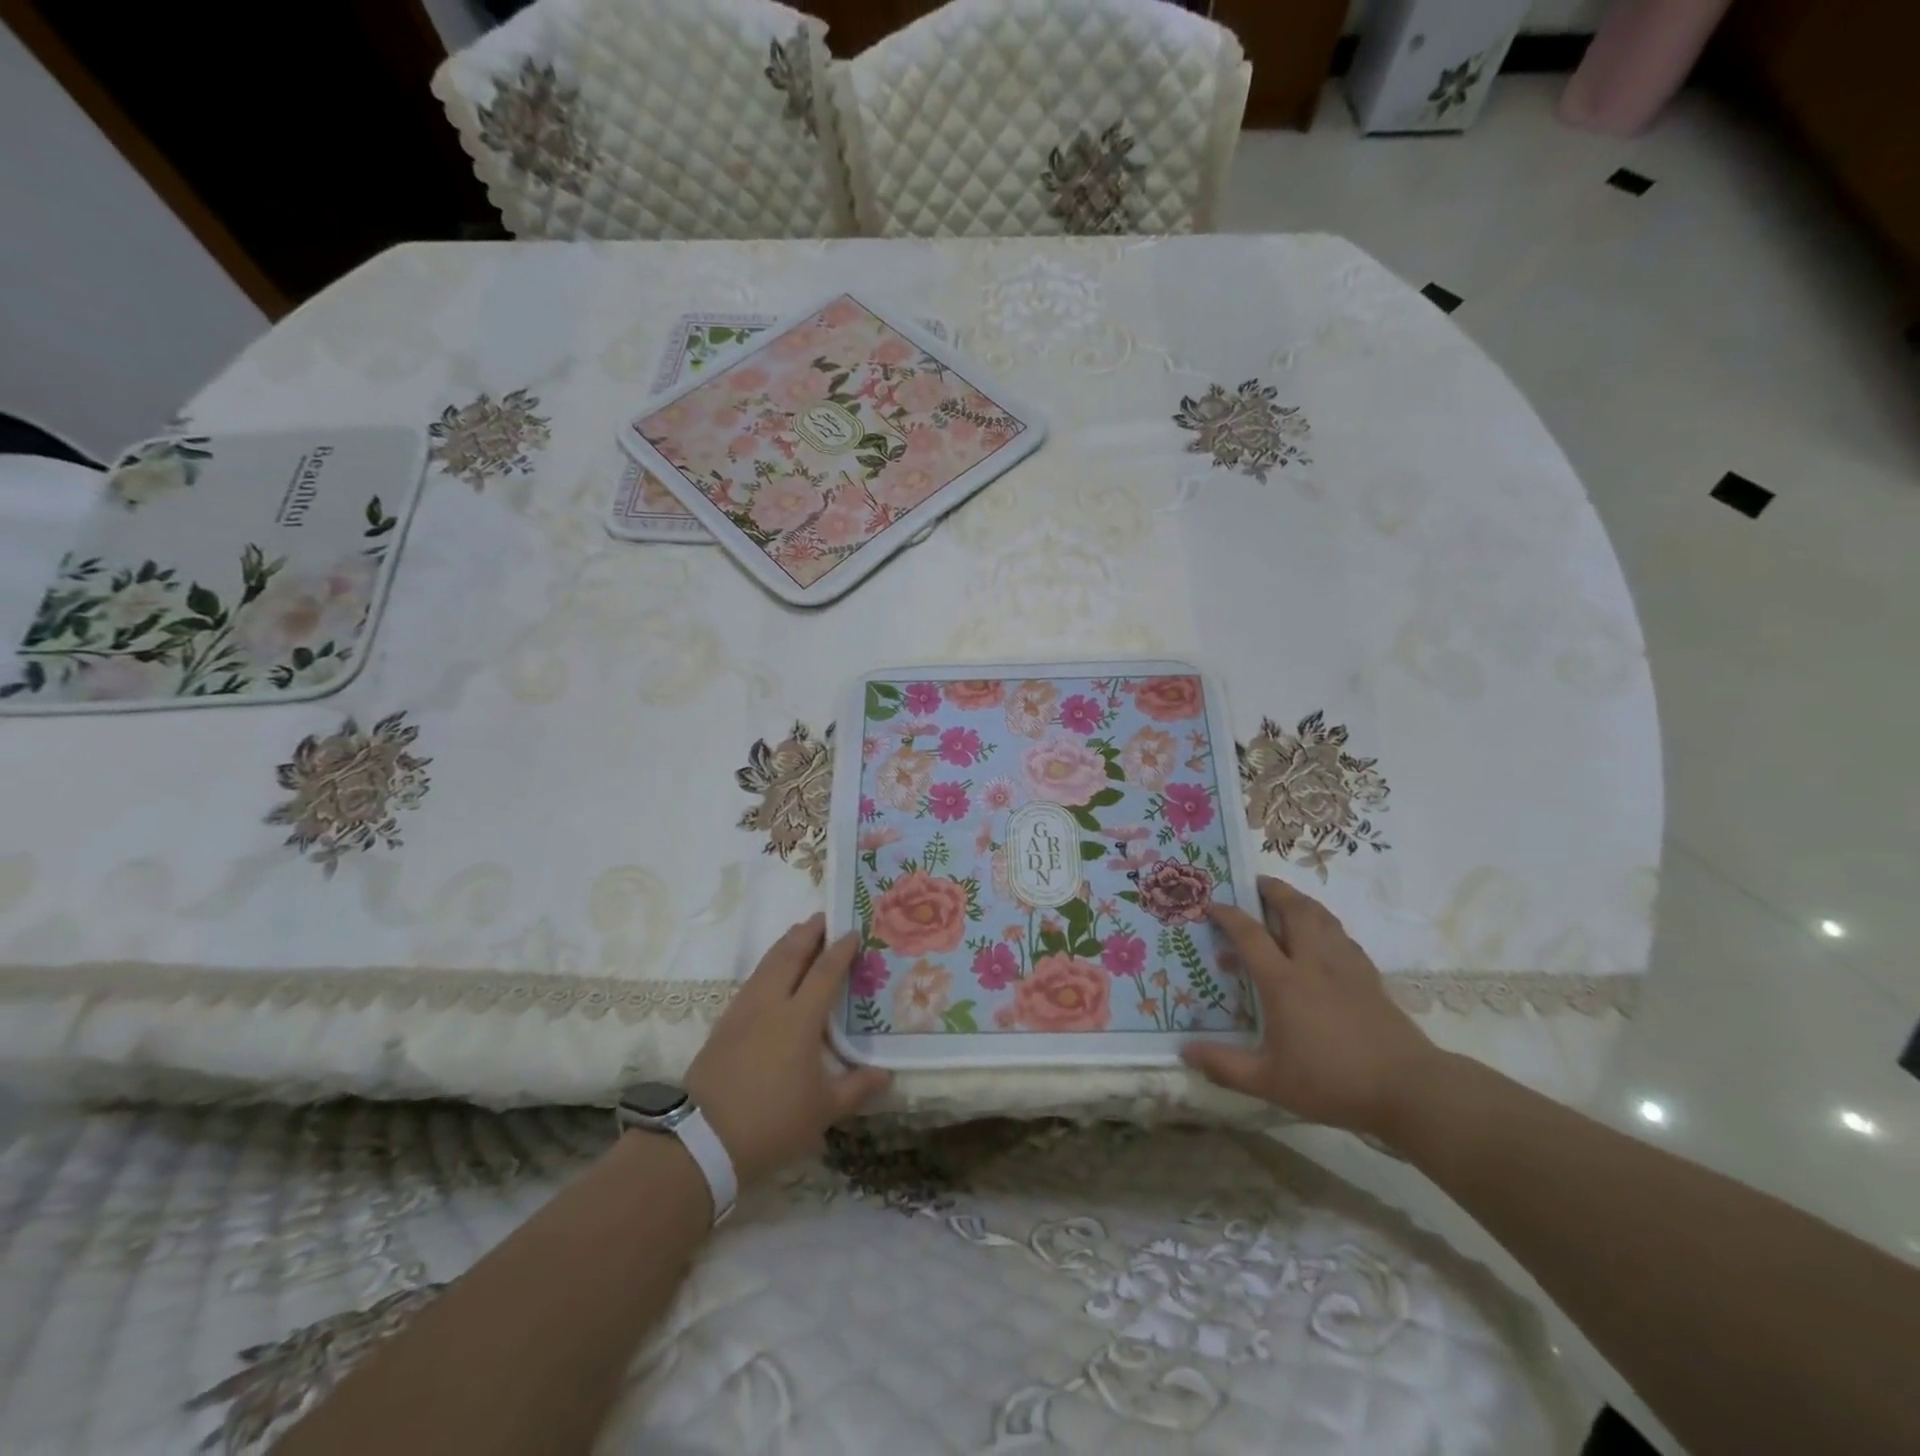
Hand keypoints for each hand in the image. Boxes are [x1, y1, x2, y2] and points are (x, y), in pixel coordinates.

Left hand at [686, 914, 890, 1186]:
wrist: (703, 1140)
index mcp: (799, 1019)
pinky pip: (751, 981)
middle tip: (823, 917)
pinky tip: (771, 974)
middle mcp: (771, 1004)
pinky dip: (767, 965)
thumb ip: (856, 1088)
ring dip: (785, 944)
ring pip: (767, 964)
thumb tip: (886, 1075)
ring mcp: (743, 1011)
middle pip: (790, 955)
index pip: (824, 972)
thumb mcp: (823, 1111)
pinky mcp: (724, 1024)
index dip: (840, 950)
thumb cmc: (772, 1122)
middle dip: (808, 933)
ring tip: (799, 933)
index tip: (853, 932)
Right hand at [1181, 876, 1443, 1137]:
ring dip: (1302, 901)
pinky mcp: (1370, 978)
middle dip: (1274, 890)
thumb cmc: (1332, 1082)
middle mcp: (1313, 963)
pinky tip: (1324, 937)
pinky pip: (1343, 937)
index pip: (1250, 934)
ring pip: (1323, 918)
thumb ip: (1225, 1065)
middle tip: (1257, 882)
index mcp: (1284, 981)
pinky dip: (1327, 926)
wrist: (1408, 1089)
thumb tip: (1184, 1051)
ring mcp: (1346, 968)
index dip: (1228, 915)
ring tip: (1288, 899)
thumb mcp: (1269, 1081)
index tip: (1211, 904)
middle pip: (1295, 910)